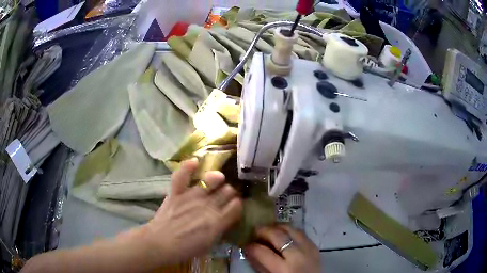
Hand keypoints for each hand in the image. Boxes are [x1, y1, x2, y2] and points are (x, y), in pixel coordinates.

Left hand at [140, 159, 242, 264]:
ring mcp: (191, 196)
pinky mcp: (176, 192)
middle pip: (228, 191)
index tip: (235, 206)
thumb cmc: (185, 249)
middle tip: (226, 196)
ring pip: (212, 180)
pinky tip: (195, 162)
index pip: (236, 205)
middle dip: (230, 193)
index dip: (238, 205)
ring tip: (216, 180)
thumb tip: (227, 218)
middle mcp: (208, 206)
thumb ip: (220, 229)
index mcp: (217, 222)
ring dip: (217, 180)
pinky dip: (187, 167)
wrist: (159, 244)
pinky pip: (182, 175)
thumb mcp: (209, 244)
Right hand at [243, 225, 320, 272]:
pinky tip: (283, 233)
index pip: (262, 252)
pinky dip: (289, 230)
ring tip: (269, 229)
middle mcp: (297, 255)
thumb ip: (260, 264)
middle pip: (277, 235)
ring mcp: (308, 248)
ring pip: (290, 229)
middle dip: (263, 230)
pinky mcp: (314, 245)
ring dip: (277, 227)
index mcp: (283, 269)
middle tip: (255, 231)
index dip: (251, 246)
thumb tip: (248, 250)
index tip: (245, 244)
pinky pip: (300, 232)